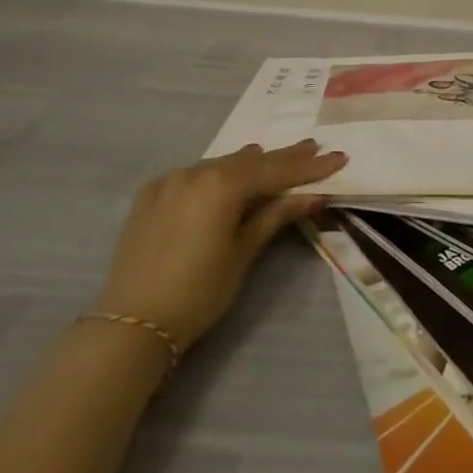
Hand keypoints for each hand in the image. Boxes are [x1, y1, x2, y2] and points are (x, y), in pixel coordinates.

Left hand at [96, 139, 347, 351]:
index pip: (276, 172)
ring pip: (220, 165)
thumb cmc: (199, 291)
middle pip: (249, 162)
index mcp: (222, 185)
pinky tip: (228, 173)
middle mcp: (195, 173)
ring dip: (250, 163)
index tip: (339, 157)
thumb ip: (275, 216)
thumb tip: (312, 196)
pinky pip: (194, 175)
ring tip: (276, 157)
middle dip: (283, 158)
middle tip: (314, 148)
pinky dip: (218, 173)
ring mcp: (169, 182)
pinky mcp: (150, 196)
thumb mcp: (243, 252)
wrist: (132, 324)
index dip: (310, 167)